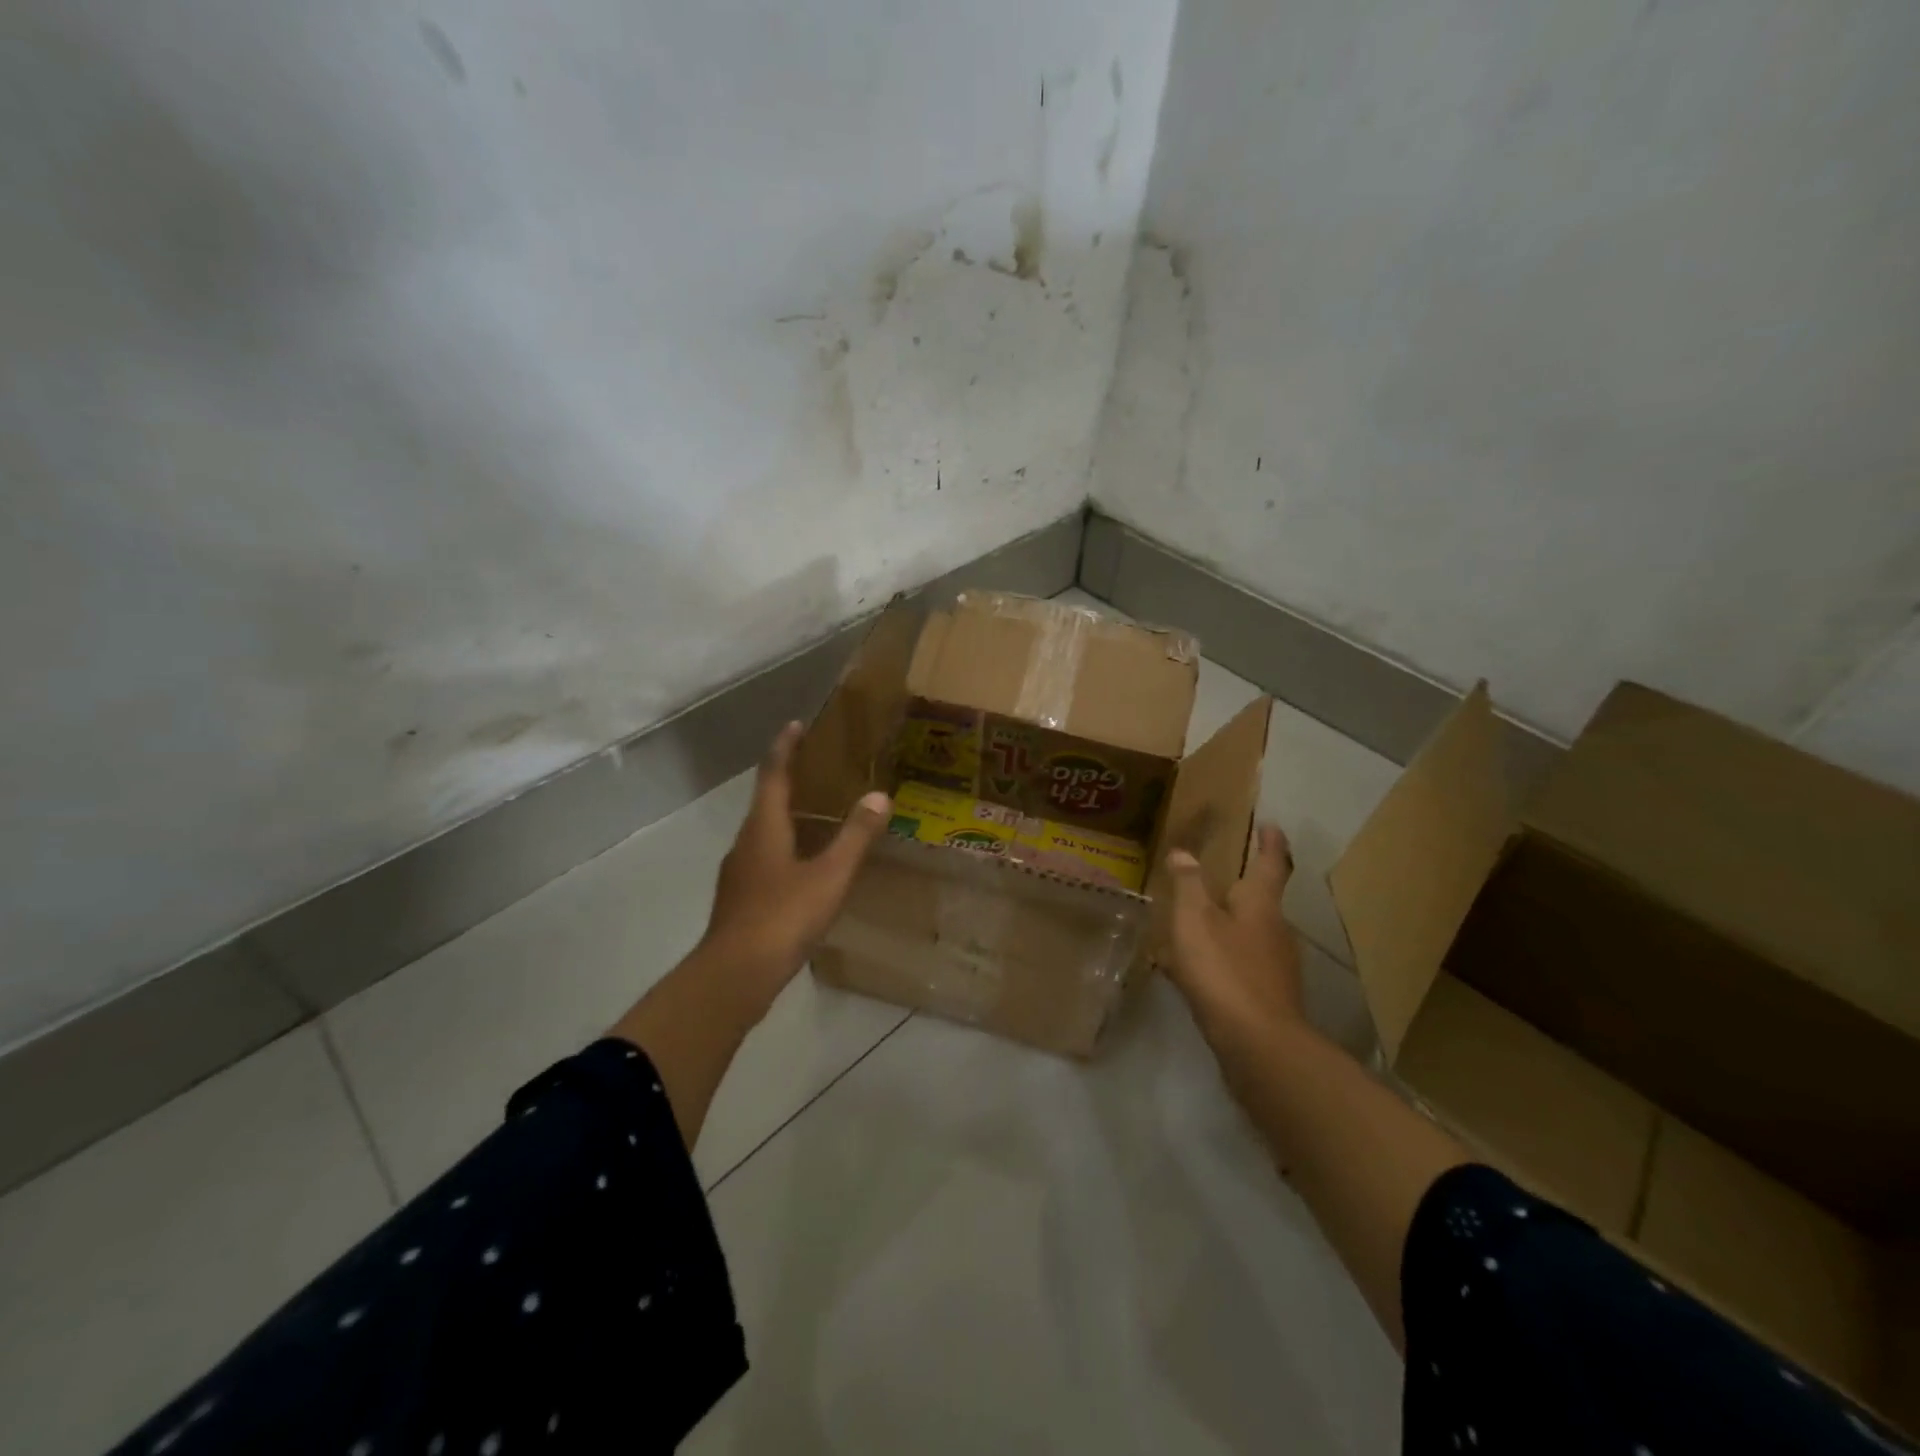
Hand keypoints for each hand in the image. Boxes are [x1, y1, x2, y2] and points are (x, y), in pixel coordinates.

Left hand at [700, 722, 889, 1005]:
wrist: (735, 975)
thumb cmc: (783, 917)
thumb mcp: (829, 876)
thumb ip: (855, 836)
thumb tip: (878, 796)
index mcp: (764, 827)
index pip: (773, 774)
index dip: (785, 747)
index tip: (796, 724)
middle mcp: (747, 842)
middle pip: (766, 800)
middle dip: (789, 779)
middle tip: (819, 767)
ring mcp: (740, 872)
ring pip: (765, 831)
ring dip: (788, 814)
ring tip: (819, 813)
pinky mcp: (742, 898)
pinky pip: (767, 858)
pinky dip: (787, 847)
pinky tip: (807, 865)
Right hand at [1164, 825, 1303, 1040]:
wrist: (1259, 1044)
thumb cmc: (1225, 970)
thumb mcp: (1195, 920)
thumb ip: (1188, 884)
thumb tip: (1183, 852)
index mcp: (1261, 904)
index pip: (1271, 863)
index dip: (1270, 842)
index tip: (1270, 824)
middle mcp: (1276, 930)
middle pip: (1260, 901)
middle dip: (1240, 888)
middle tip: (1214, 875)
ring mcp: (1275, 966)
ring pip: (1248, 934)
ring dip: (1225, 926)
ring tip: (1192, 923)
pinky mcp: (1267, 996)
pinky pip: (1239, 965)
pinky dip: (1219, 959)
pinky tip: (1192, 970)